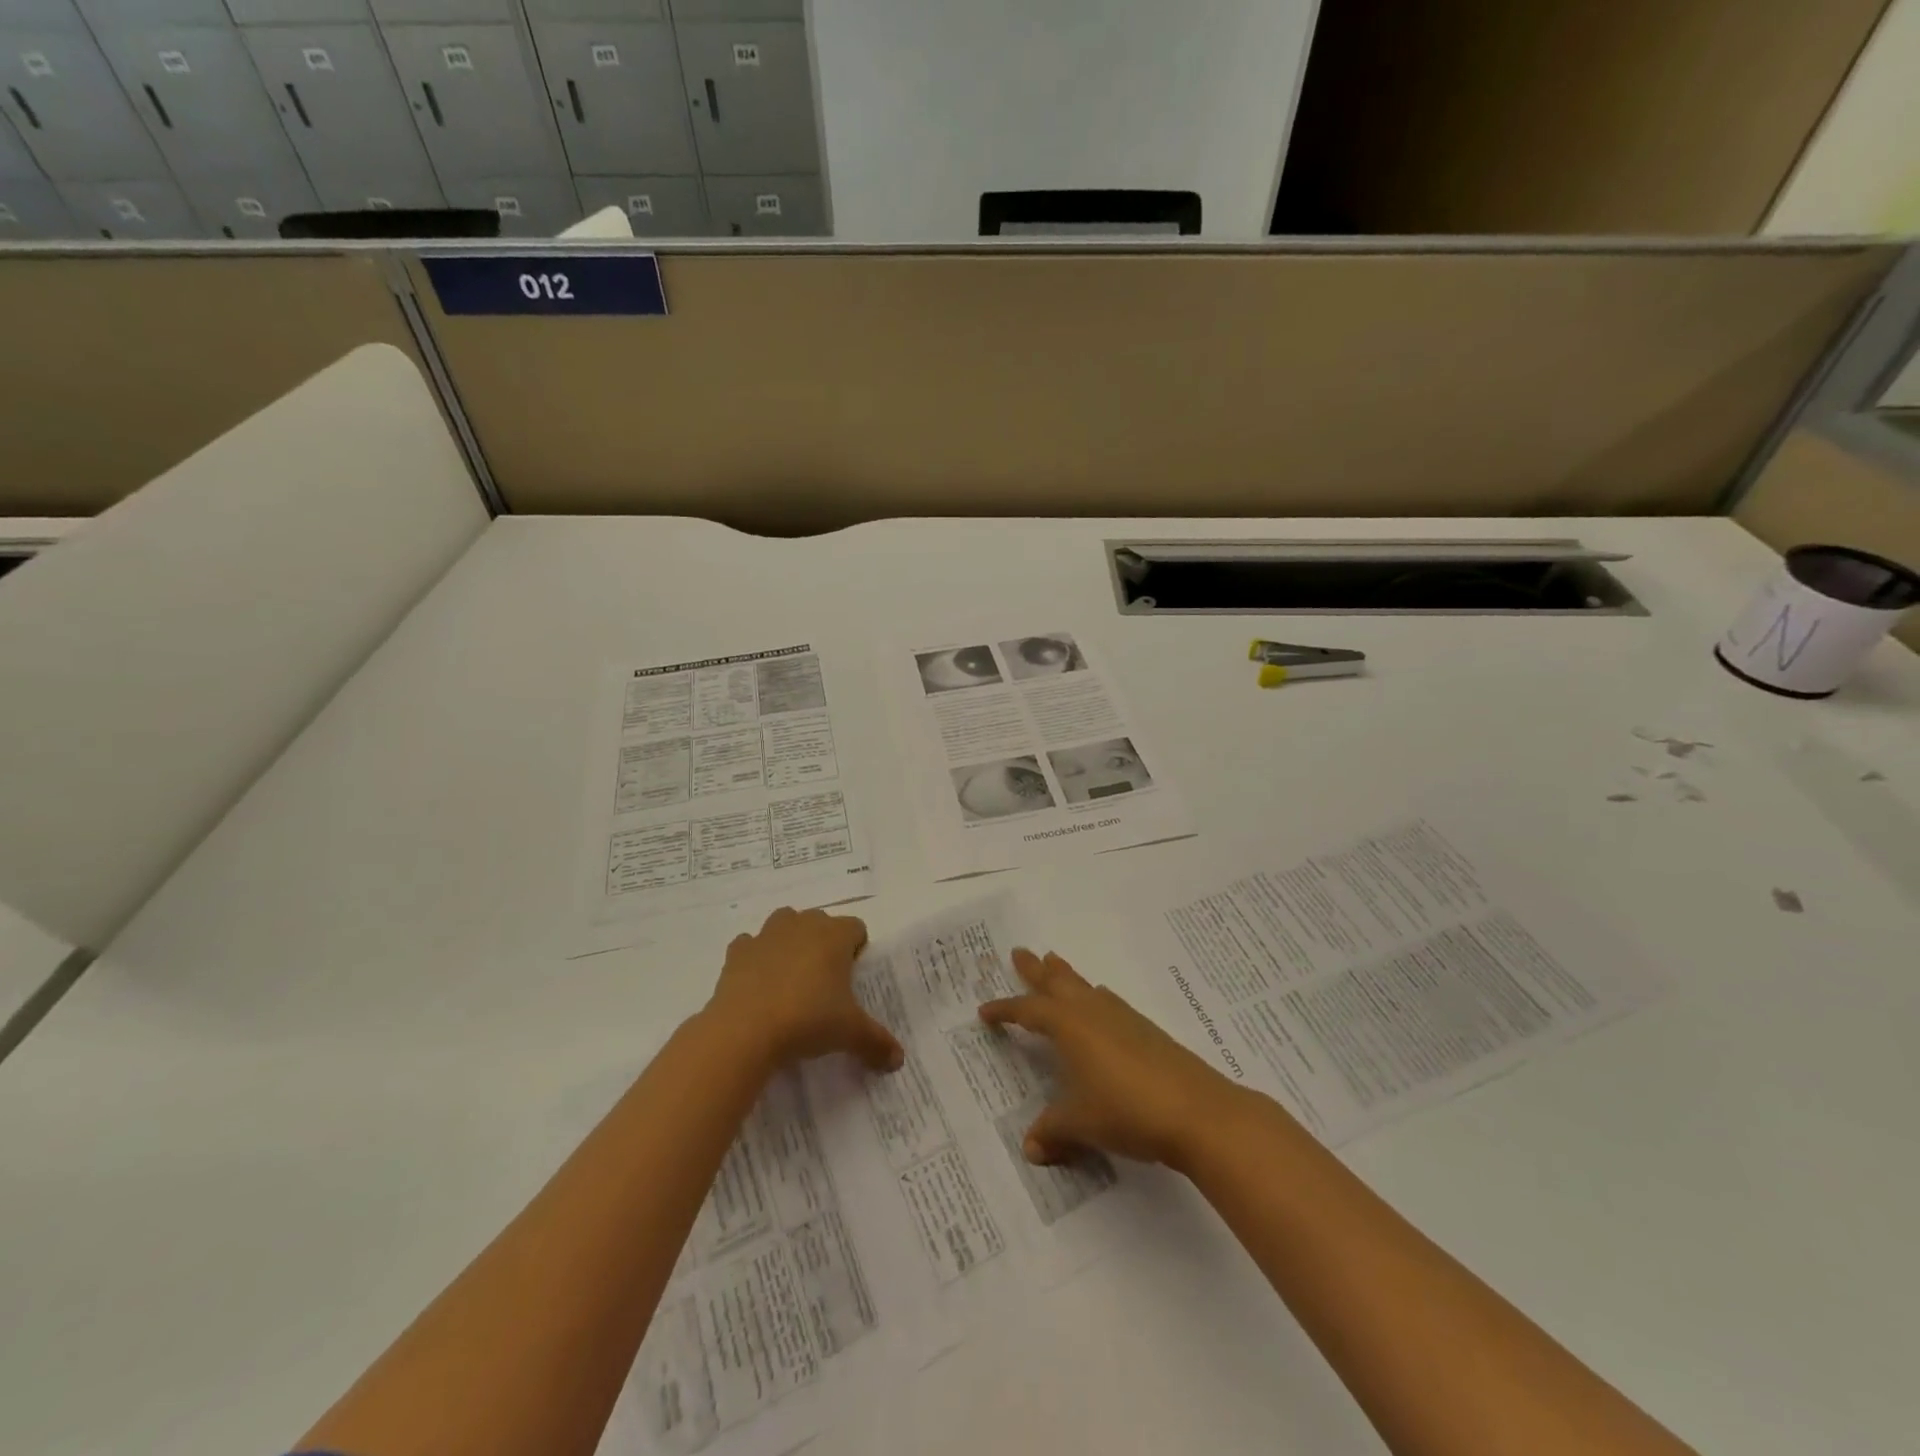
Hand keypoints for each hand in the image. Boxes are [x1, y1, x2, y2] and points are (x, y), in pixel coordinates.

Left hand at [704, 907, 903, 1074]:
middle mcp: (802, 925)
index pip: (856, 928)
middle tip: (824, 983)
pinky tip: (758, 984)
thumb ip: (877, 1043)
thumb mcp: (850, 1034)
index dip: (856, 950)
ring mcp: (766, 934)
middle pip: (821, 922)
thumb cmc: (807, 1020)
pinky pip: (750, 944)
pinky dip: (755, 957)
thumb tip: (899, 1060)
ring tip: (791, 979)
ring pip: (784, 923)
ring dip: (790, 942)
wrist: (744, 1031)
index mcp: (834, 935)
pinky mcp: (737, 951)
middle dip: (824, 944)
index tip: (852, 979)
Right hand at [980, 948, 1233, 1168]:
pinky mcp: (1146, 1031)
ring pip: (1085, 987)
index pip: (1029, 1011)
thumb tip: (1031, 1146)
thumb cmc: (1127, 1111)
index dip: (1006, 1010)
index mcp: (1069, 1026)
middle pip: (1058, 982)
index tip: (985, 1011)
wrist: (1196, 1111)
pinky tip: (1099, 1001)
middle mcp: (1093, 1013)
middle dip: (1036, 970)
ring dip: (1066, 976)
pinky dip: (1094, 996)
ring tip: (1054, 963)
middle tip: (1019, 952)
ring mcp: (1123, 1018)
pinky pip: (1109, 1002)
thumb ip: (1053, 1130)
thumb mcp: (1081, 1124)